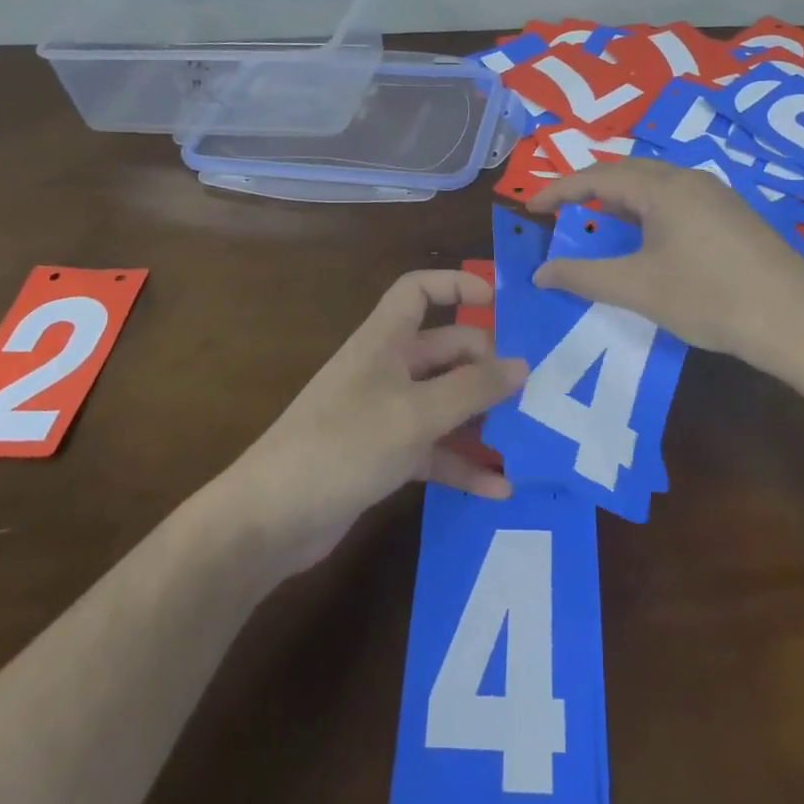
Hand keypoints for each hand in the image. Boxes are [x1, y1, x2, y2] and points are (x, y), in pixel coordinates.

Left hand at [224, 270, 528, 573]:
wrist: (272, 517)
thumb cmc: (345, 444)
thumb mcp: (417, 413)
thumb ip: (472, 388)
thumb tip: (521, 365)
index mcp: (385, 341)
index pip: (419, 291)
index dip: (456, 285)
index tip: (499, 302)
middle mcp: (386, 370)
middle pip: (445, 351)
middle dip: (486, 366)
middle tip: (531, 391)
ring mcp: (385, 414)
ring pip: (444, 403)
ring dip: (481, 419)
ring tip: (528, 437)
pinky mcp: (384, 456)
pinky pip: (434, 451)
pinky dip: (462, 464)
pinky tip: (498, 488)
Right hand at [527, 158, 803, 363]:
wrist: (794, 320)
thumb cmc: (708, 298)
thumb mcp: (637, 288)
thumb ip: (583, 276)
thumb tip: (541, 272)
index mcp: (663, 187)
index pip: (597, 176)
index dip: (558, 190)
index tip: (530, 208)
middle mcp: (690, 179)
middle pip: (627, 173)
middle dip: (588, 190)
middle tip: (560, 214)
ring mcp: (717, 196)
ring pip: (655, 187)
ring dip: (620, 202)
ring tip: (598, 227)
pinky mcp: (733, 217)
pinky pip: (677, 202)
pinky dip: (647, 214)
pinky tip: (647, 242)